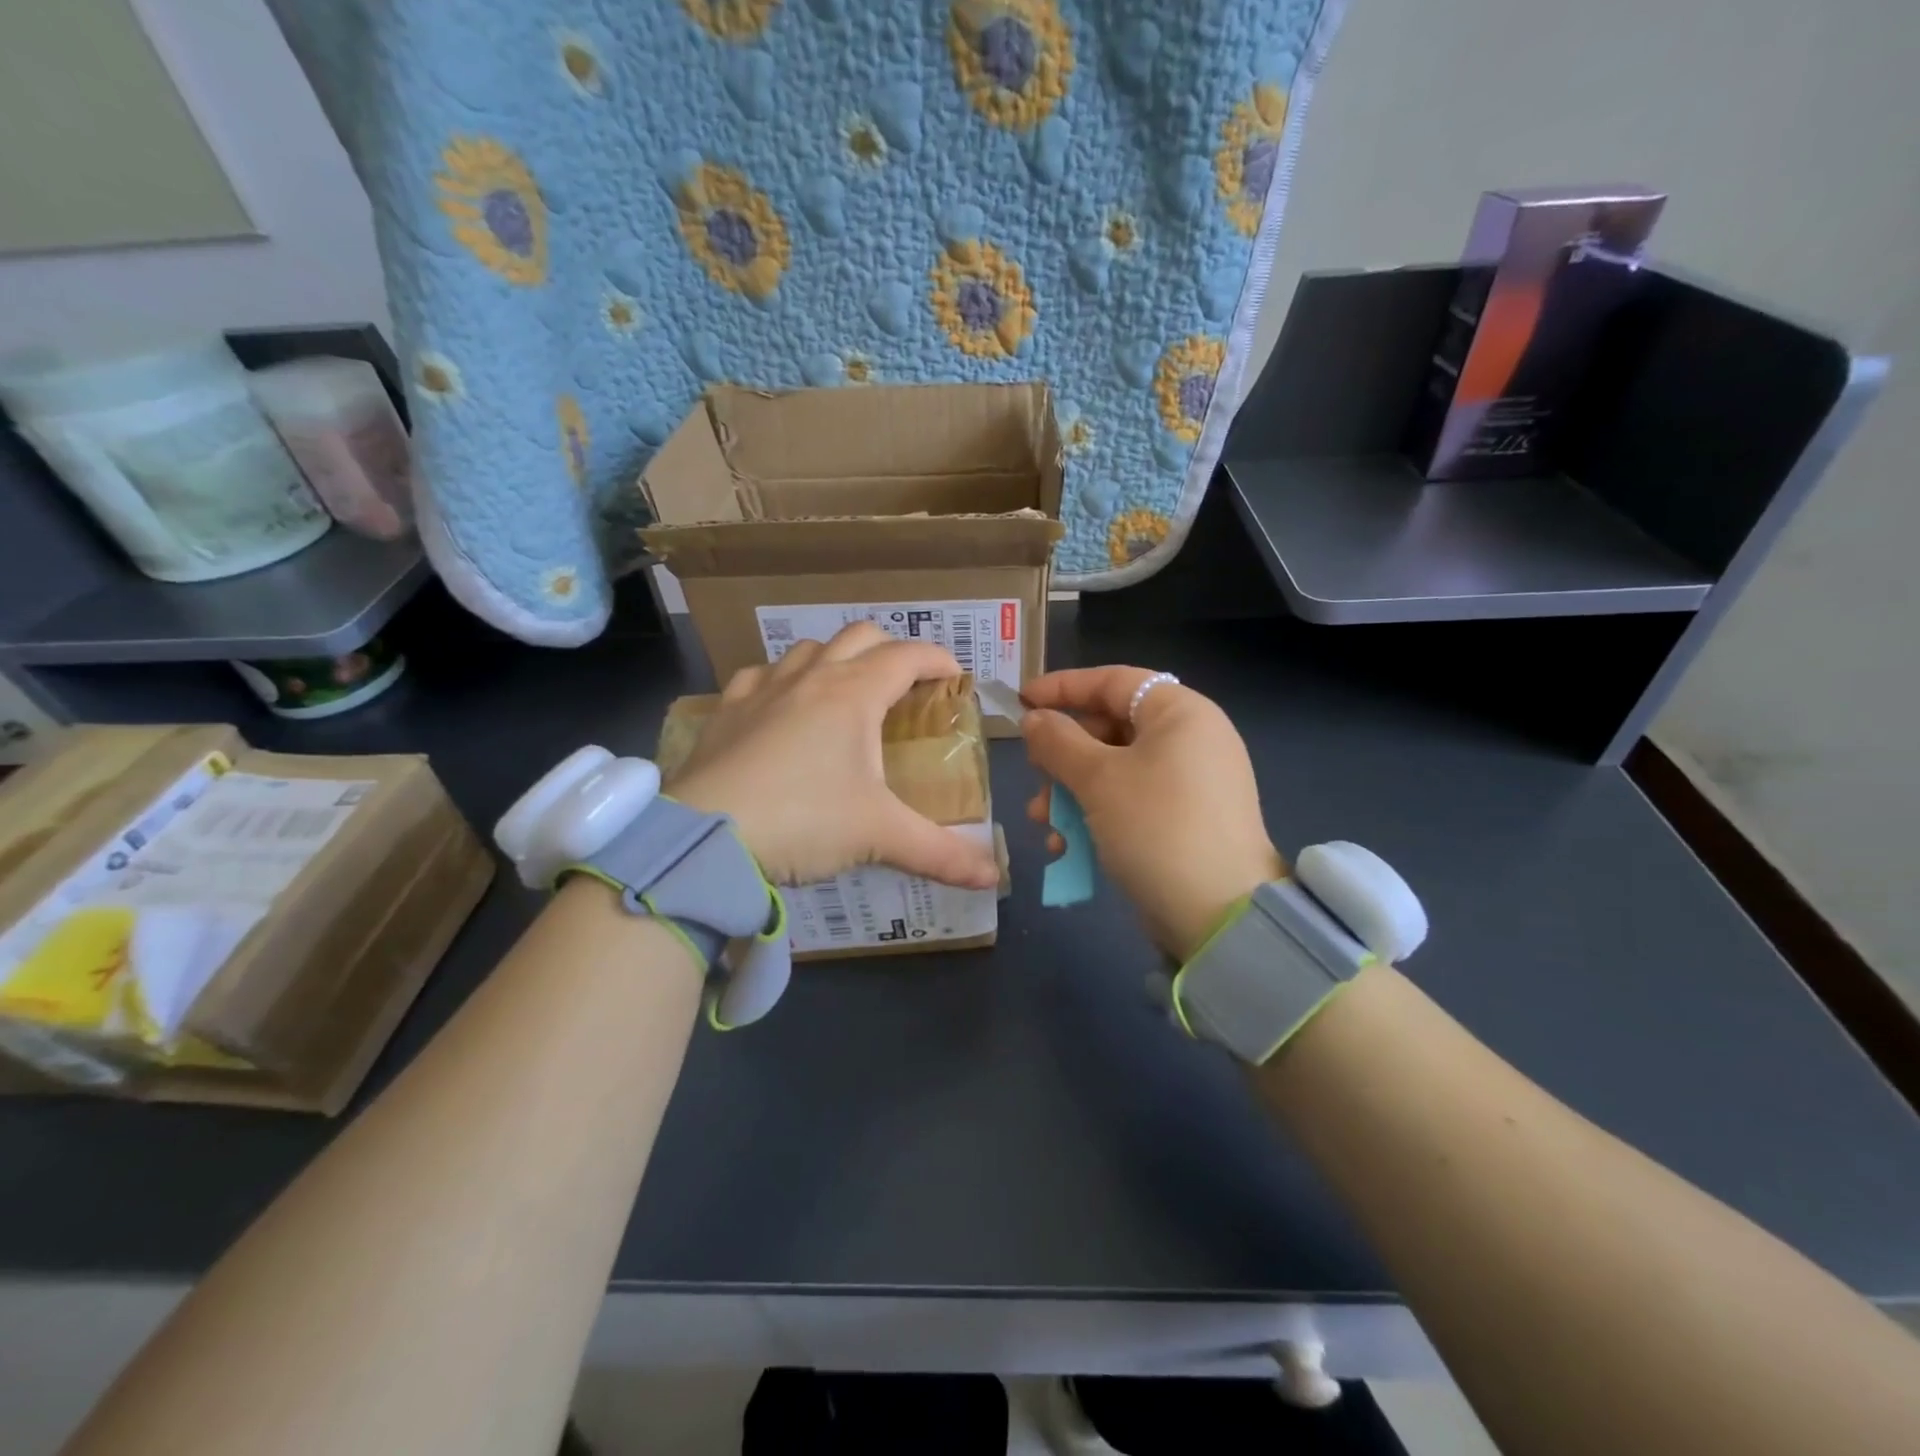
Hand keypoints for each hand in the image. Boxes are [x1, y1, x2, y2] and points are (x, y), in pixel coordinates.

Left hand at [666, 622, 1000, 889]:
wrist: (705, 837)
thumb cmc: (804, 821)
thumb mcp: (878, 836)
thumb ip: (940, 853)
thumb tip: (992, 877)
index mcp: (854, 694)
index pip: (908, 655)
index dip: (938, 660)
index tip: (955, 677)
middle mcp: (811, 677)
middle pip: (860, 636)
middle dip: (890, 650)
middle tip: (904, 686)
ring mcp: (762, 688)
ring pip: (808, 649)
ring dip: (835, 660)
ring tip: (844, 695)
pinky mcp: (726, 710)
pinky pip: (760, 675)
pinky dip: (782, 681)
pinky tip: (780, 708)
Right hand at [1022, 667, 1284, 961]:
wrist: (1219, 915)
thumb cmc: (1156, 827)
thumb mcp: (1098, 779)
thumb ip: (1058, 741)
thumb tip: (1033, 719)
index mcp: (1180, 713)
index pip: (1113, 681)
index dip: (1063, 687)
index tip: (1021, 701)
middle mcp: (1191, 739)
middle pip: (1111, 728)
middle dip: (1063, 755)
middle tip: (1034, 774)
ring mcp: (1191, 783)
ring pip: (1115, 770)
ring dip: (1072, 791)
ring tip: (1042, 820)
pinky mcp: (1186, 821)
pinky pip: (1131, 802)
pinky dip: (1097, 815)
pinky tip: (1066, 846)